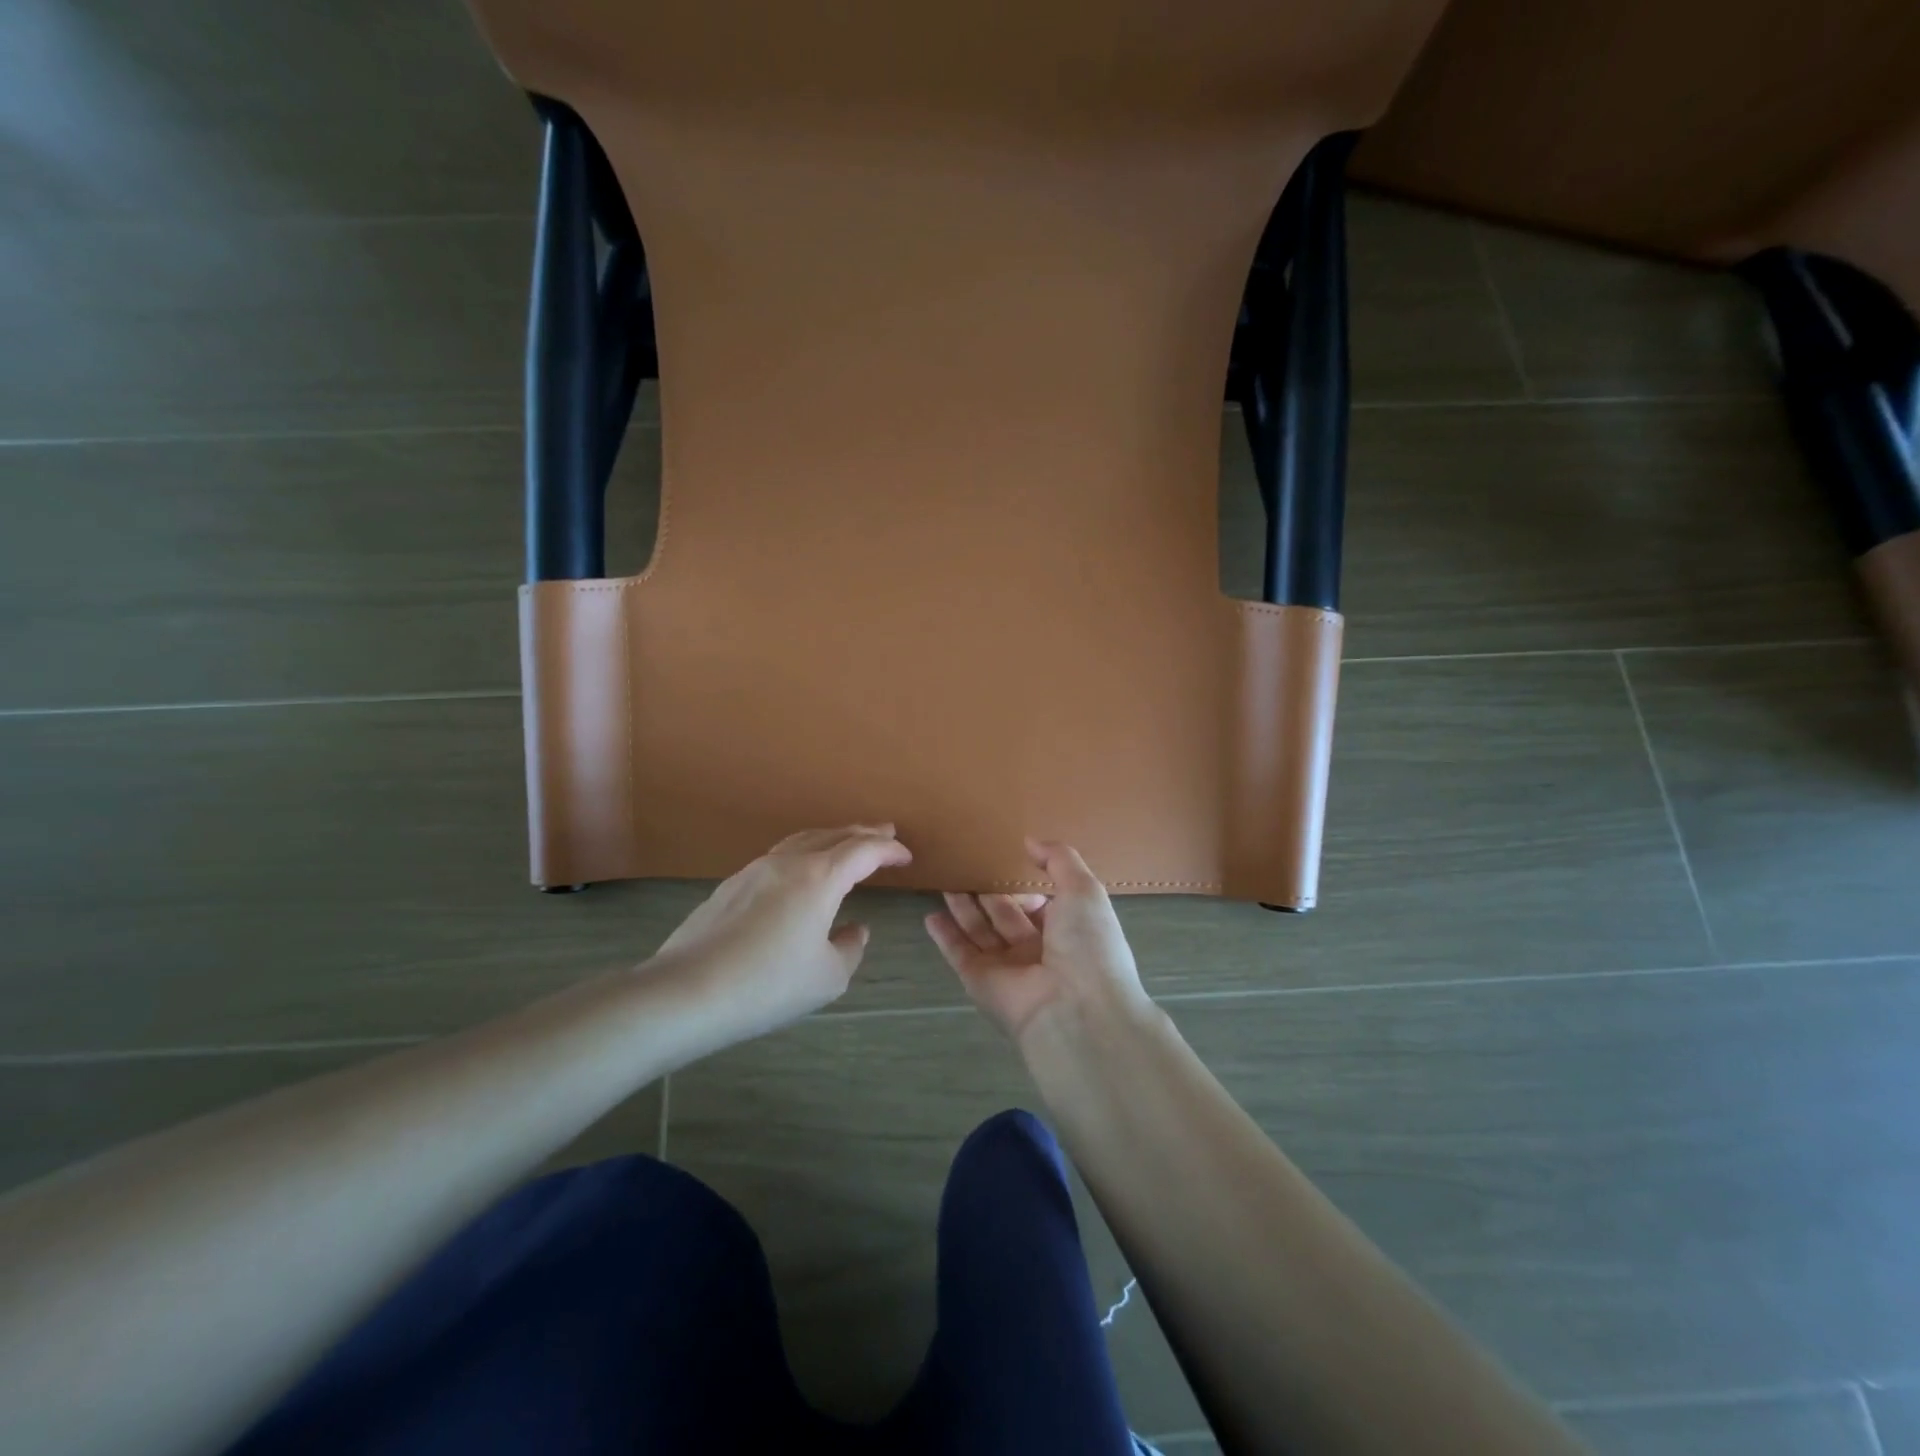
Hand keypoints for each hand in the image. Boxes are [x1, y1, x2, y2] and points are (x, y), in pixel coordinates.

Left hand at [650, 825, 911, 1049]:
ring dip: (831, 838)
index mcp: (820, 877)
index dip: (888, 850)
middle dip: (863, 833)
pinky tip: (800, 874)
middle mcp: (789, 862)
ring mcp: (755, 870)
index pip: (864, 851)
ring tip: (845, 844)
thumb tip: (854, 929)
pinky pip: (779, 857)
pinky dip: (803, 854)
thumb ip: (850, 949)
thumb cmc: (768, 984)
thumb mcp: (827, 977)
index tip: (905, 855)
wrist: (687, 991)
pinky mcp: (731, 885)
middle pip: (833, 835)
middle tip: (884, 832)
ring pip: (802, 840)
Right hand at [925, 839, 1153, 1045]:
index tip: (1005, 858)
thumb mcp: (1084, 890)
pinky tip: (931, 915)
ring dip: (963, 907)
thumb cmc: (1087, 944)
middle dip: (989, 892)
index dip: (1026, 884)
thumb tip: (1030, 841)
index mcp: (1068, 931)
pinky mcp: (980, 981)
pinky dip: (945, 935)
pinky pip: (959, 952)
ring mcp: (1007, 968)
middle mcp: (1038, 950)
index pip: (1041, 904)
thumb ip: (1059, 860)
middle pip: (1006, 916)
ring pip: (980, 931)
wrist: (1076, 1010)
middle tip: (966, 865)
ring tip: (945, 879)